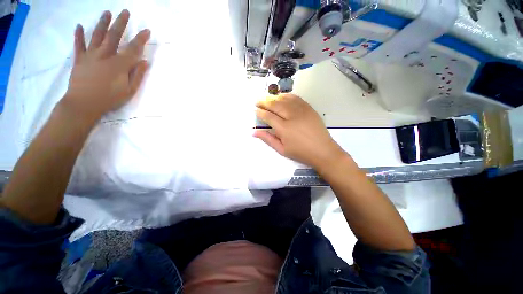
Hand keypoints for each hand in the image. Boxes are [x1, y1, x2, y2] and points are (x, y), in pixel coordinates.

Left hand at [61, 10, 149, 122]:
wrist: (83, 104)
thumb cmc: (109, 99)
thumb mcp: (129, 90)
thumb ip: (137, 75)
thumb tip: (144, 62)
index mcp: (119, 64)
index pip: (133, 48)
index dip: (141, 39)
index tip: (147, 31)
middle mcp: (105, 55)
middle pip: (114, 35)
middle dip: (121, 23)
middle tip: (125, 12)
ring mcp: (90, 55)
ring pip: (97, 35)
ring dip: (102, 23)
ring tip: (106, 12)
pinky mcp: (79, 59)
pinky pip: (79, 45)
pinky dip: (78, 35)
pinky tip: (79, 26)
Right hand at [254, 94, 346, 170]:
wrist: (323, 151)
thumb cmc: (301, 153)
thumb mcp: (282, 150)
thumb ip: (268, 139)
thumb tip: (254, 132)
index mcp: (284, 128)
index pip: (268, 116)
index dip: (260, 112)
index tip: (255, 110)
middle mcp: (292, 116)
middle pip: (275, 105)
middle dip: (264, 102)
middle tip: (257, 101)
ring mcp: (302, 110)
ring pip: (284, 99)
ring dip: (274, 97)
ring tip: (267, 99)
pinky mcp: (309, 108)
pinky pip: (296, 98)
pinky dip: (287, 96)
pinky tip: (282, 96)